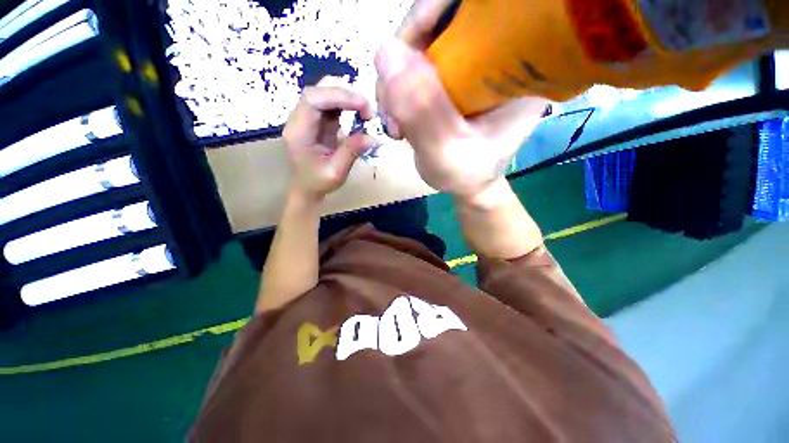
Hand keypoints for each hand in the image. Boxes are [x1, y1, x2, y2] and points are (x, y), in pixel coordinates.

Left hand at [283, 77, 377, 201]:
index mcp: (299, 132)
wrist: (307, 189)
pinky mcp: (316, 121)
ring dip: (346, 97)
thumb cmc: (318, 183)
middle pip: (317, 91)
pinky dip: (345, 104)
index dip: (338, 96)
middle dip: (344, 94)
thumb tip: (372, 137)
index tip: (363, 105)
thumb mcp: (336, 172)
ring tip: (365, 111)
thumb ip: (351, 152)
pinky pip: (329, 105)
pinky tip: (358, 113)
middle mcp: (299, 120)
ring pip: (324, 94)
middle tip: (367, 109)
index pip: (313, 100)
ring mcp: (306, 119)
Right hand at [374, 0, 547, 200]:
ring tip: (395, 125)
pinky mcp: (450, 75)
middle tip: (392, 109)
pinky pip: (412, 66)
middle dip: (403, 62)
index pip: (479, 8)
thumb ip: (422, 111)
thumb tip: (386, 52)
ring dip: (395, 83)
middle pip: (439, 22)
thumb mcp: (447, 153)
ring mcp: (470, 62)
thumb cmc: (468, 174)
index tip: (404, 53)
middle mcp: (497, 52)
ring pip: (419, 44)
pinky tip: (397, 120)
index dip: (434, 13)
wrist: (467, 183)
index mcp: (520, 63)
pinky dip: (396, 91)